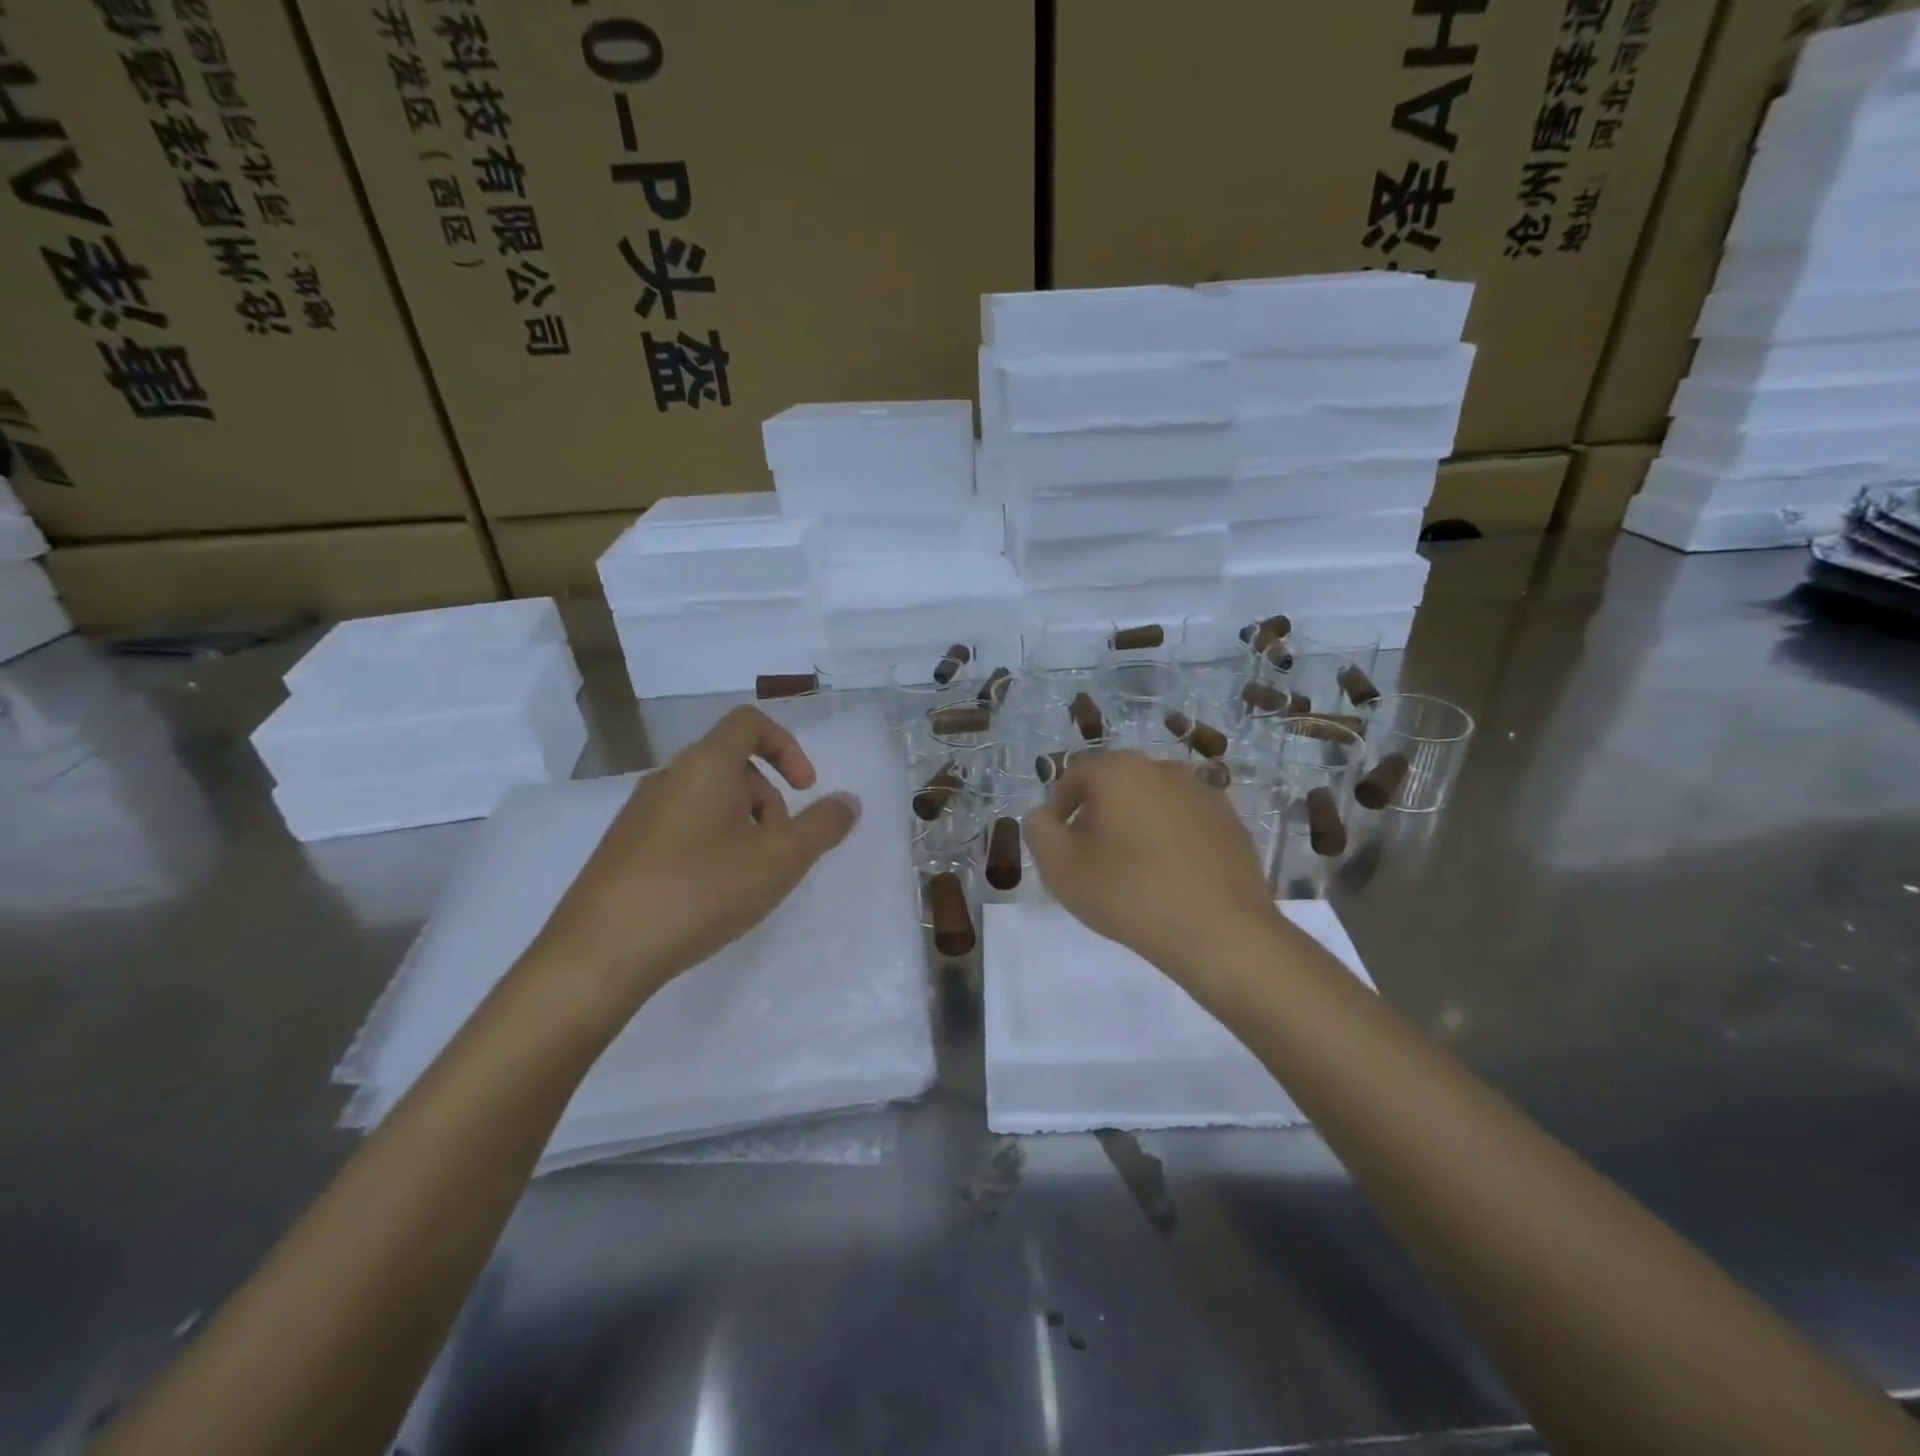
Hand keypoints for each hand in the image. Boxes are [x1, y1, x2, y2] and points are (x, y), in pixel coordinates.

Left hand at [528, 706, 859, 1010]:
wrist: (599, 954)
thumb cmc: (700, 892)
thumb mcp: (780, 861)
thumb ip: (822, 827)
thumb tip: (849, 801)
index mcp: (706, 765)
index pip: (750, 722)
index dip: (787, 747)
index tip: (806, 789)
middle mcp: (669, 776)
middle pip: (732, 764)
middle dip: (769, 800)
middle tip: (779, 849)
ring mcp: (639, 811)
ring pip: (707, 798)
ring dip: (742, 824)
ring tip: (747, 877)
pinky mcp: (623, 846)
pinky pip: (680, 824)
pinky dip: (709, 842)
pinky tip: (709, 893)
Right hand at [1024, 750, 1280, 982]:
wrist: (1220, 933)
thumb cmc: (1129, 893)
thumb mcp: (1060, 867)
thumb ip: (1039, 831)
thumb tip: (1044, 816)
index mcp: (1120, 770)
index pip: (1076, 775)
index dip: (1059, 807)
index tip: (1058, 843)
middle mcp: (1164, 769)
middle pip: (1117, 785)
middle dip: (1098, 815)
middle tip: (1091, 858)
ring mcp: (1204, 794)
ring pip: (1154, 802)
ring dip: (1136, 826)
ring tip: (1133, 871)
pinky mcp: (1232, 823)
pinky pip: (1187, 823)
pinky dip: (1172, 841)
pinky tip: (1170, 878)